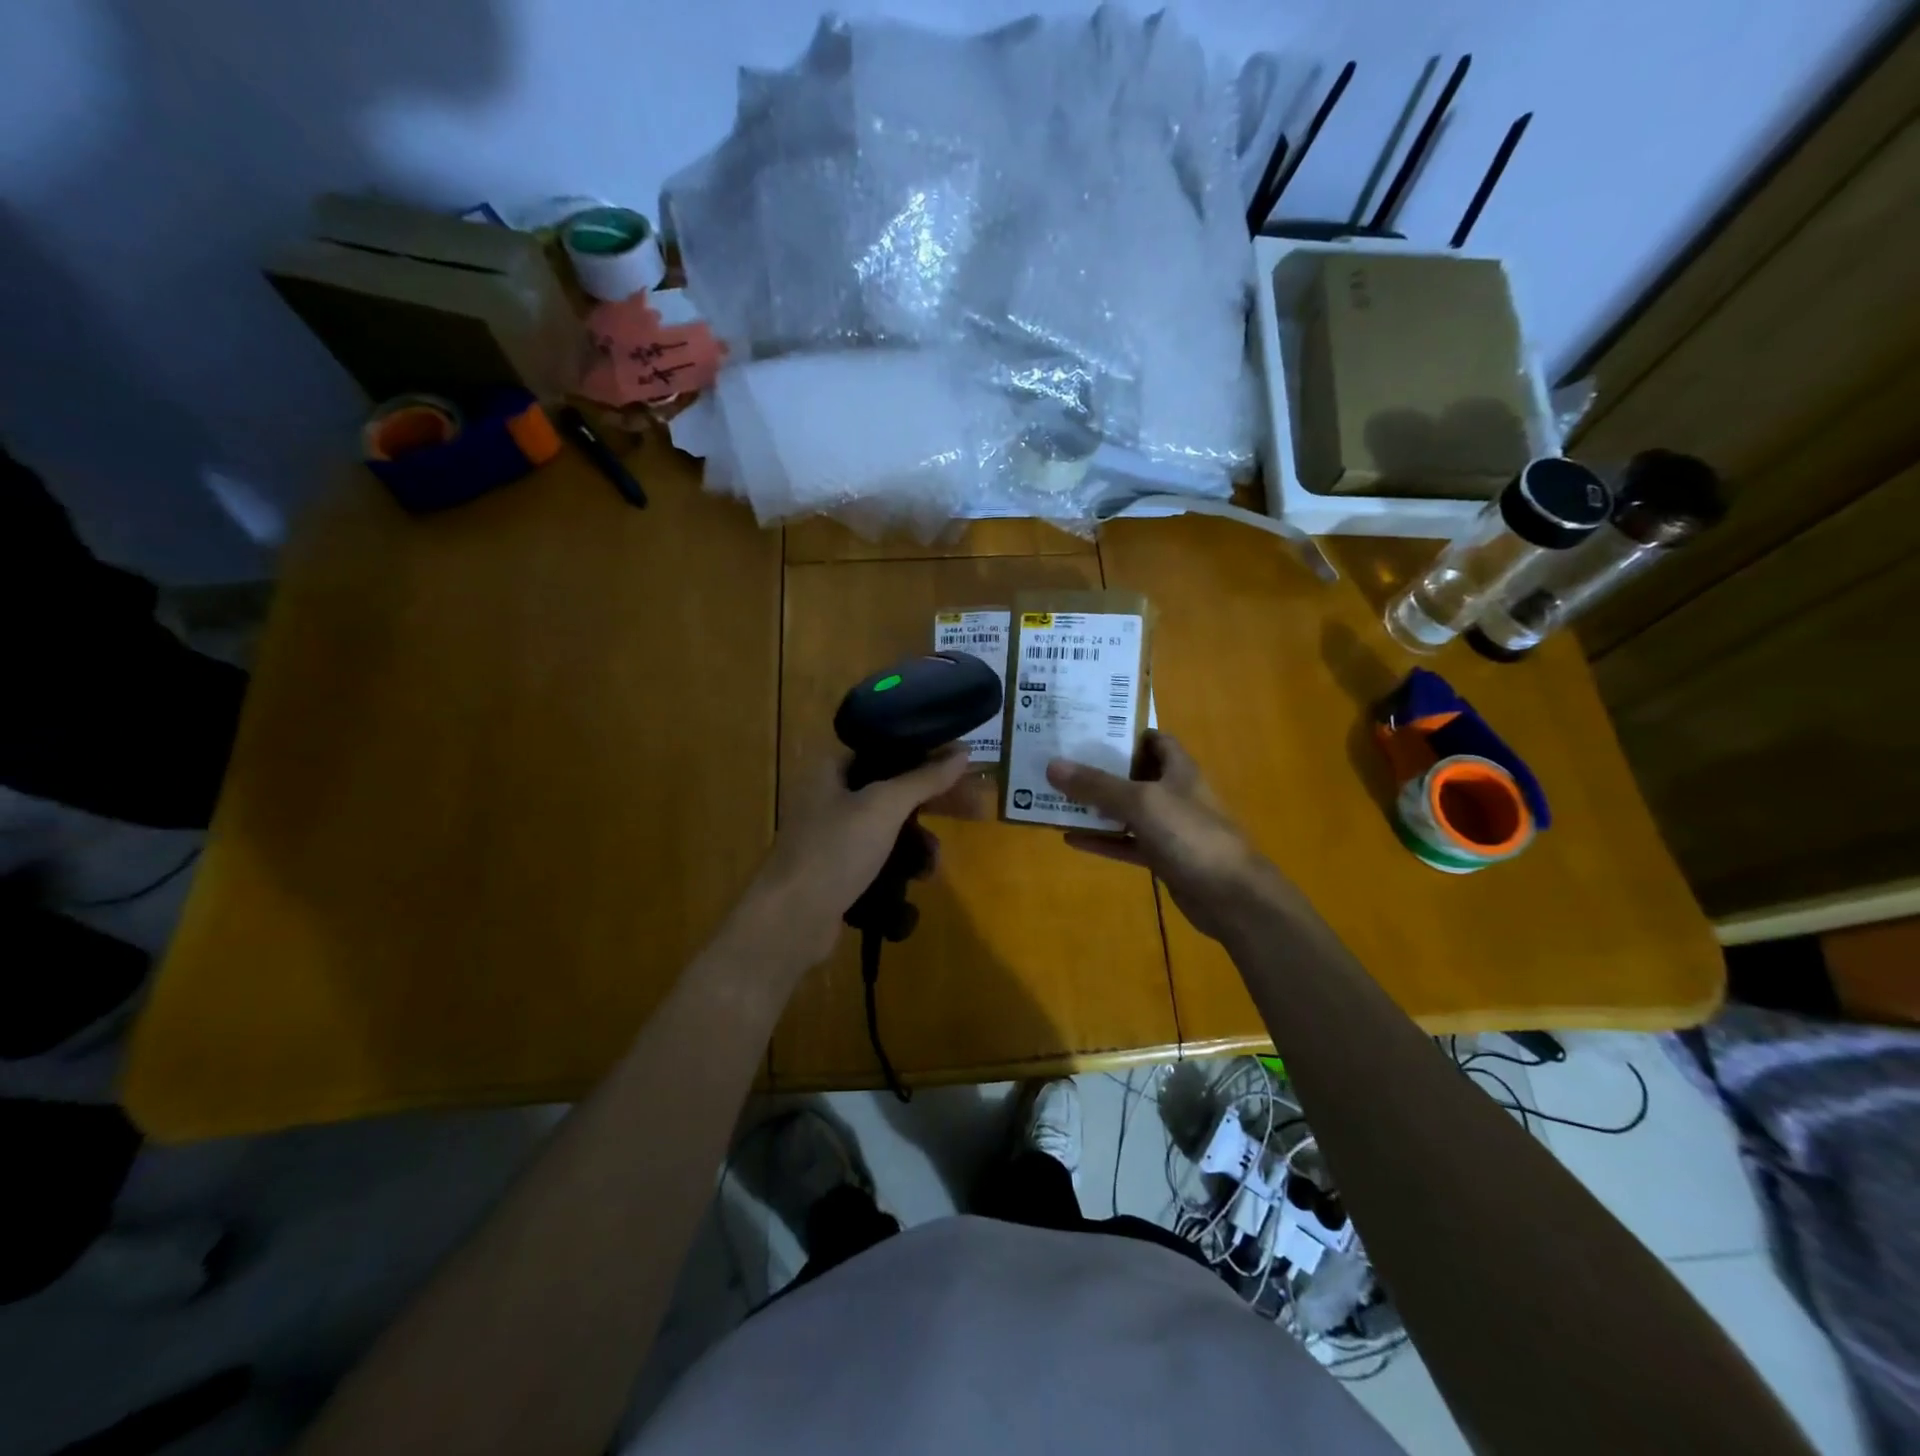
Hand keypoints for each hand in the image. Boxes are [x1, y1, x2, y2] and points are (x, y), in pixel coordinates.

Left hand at [729, 746, 972, 975]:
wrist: (791, 920)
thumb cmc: (835, 850)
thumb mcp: (884, 806)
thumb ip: (924, 778)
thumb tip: (963, 753)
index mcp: (832, 770)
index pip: (885, 748)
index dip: (925, 753)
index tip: (960, 764)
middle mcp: (830, 797)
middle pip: (892, 788)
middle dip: (932, 802)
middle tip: (973, 810)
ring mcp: (833, 836)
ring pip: (890, 826)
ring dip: (919, 841)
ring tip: (934, 862)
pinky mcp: (839, 870)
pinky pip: (879, 857)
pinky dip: (901, 864)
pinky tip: (918, 881)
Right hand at [1045, 731, 1289, 944]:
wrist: (1231, 896)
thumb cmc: (1190, 835)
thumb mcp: (1140, 802)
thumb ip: (1097, 785)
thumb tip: (1052, 765)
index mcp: (1178, 770)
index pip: (1154, 740)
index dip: (1125, 732)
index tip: (1089, 728)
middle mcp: (1174, 794)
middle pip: (1134, 774)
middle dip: (1101, 768)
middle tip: (1061, 761)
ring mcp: (1169, 828)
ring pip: (1126, 811)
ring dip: (1096, 807)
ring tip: (1058, 797)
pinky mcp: (1162, 858)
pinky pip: (1125, 844)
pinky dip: (1102, 841)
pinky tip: (1070, 839)